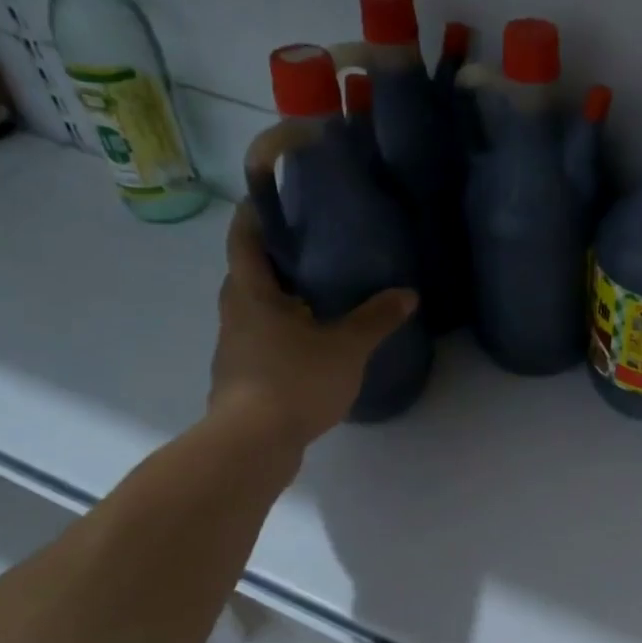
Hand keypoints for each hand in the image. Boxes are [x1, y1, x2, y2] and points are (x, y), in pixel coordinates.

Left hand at [209, 201, 416, 445]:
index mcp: (251, 293)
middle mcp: (234, 314)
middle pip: (248, 274)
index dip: (255, 214)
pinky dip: (283, 333)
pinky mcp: (241, 378)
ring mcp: (234, 348)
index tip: (274, 197)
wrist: (252, 444)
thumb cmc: (294, 380)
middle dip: (275, 258)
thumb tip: (407, 294)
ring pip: (255, 310)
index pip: (244, 239)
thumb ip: (376, 319)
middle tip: (313, 248)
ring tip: (320, 295)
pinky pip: (262, 341)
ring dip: (280, 299)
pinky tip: (312, 344)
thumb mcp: (346, 347)